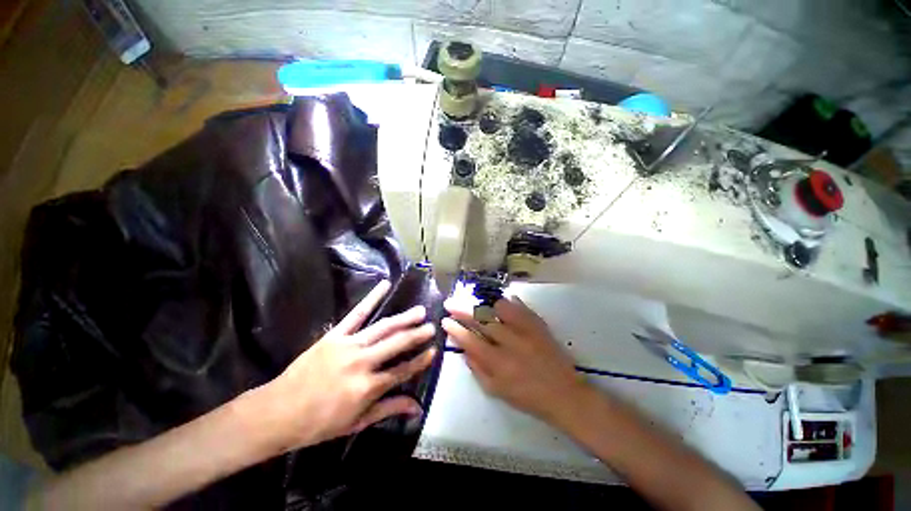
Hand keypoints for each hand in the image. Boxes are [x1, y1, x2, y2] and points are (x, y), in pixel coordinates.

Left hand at [260, 280, 436, 452]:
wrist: (278, 412)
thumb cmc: (319, 423)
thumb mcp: (357, 423)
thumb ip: (389, 409)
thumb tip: (417, 408)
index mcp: (368, 387)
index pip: (403, 370)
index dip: (420, 360)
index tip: (433, 350)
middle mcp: (362, 362)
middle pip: (396, 344)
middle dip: (417, 335)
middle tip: (432, 326)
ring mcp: (348, 345)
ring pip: (383, 327)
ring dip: (404, 318)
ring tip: (420, 311)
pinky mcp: (335, 335)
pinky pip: (356, 314)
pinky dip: (371, 298)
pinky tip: (384, 285)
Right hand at [442, 296, 588, 421]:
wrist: (563, 393)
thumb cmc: (527, 396)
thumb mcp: (496, 391)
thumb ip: (477, 369)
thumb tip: (463, 349)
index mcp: (498, 363)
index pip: (470, 340)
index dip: (455, 329)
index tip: (445, 320)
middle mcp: (510, 343)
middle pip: (481, 320)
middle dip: (462, 309)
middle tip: (450, 303)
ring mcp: (525, 330)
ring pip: (499, 308)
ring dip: (484, 304)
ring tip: (476, 304)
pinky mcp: (538, 324)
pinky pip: (519, 307)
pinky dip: (507, 302)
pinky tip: (498, 302)